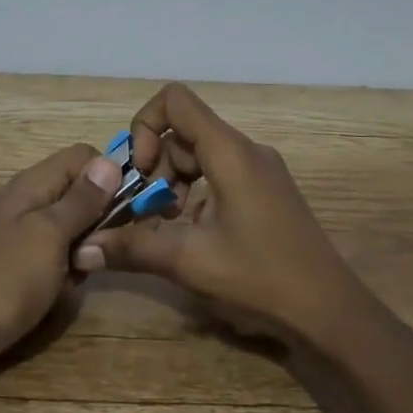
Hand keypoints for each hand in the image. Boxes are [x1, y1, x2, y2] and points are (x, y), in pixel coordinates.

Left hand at [0, 144, 121, 396]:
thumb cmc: (3, 279)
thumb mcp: (49, 235)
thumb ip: (81, 199)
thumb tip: (111, 160)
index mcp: (33, 184)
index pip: (83, 157)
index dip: (110, 175)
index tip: (130, 206)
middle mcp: (28, 202)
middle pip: (80, 193)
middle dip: (99, 220)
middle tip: (99, 249)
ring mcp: (21, 235)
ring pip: (72, 230)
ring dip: (83, 252)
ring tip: (76, 276)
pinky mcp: (18, 266)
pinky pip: (55, 258)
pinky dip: (64, 274)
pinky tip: (59, 294)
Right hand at [75, 84, 375, 351]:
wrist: (330, 312)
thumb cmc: (261, 278)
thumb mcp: (189, 261)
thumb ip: (133, 247)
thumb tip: (83, 248)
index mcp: (230, 152)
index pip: (175, 101)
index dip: (145, 126)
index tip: (141, 173)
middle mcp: (246, 150)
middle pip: (184, 132)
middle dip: (156, 167)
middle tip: (147, 213)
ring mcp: (260, 170)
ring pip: (200, 154)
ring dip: (173, 184)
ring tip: (166, 227)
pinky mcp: (266, 191)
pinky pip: (219, 174)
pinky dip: (195, 194)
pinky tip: (193, 235)